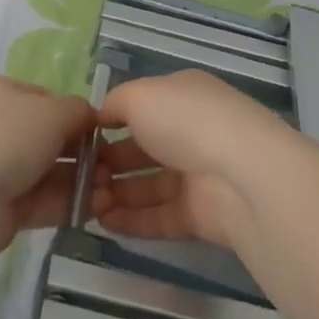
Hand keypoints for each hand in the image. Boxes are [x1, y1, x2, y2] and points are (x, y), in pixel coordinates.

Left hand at [0, 74, 104, 258]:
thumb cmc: (6, 137)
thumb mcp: (53, 111)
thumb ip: (79, 111)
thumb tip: (91, 118)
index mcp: (0, 92)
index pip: (46, 98)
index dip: (76, 114)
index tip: (103, 132)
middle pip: (49, 137)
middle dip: (84, 152)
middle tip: (115, 167)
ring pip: (48, 171)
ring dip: (82, 180)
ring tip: (115, 190)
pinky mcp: (2, 207)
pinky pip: (42, 200)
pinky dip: (69, 202)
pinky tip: (99, 207)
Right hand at [92, 71, 298, 250]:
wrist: (241, 175)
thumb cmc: (185, 121)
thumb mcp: (140, 95)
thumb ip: (114, 103)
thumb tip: (100, 116)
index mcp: (183, 97)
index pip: (142, 107)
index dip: (110, 123)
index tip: (80, 141)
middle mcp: (192, 133)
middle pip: (143, 149)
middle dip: (108, 163)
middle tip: (77, 178)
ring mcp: (199, 175)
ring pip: (149, 186)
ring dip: (116, 194)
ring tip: (84, 204)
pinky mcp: (201, 215)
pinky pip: (159, 217)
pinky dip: (132, 220)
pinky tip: (103, 223)